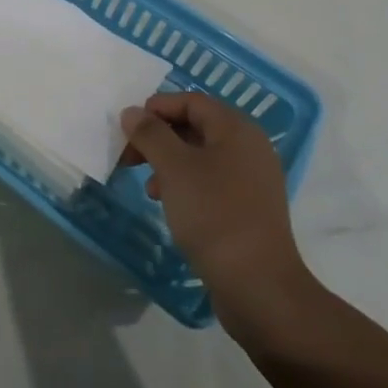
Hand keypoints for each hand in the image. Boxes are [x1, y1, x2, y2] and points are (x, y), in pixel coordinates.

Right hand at [119, 92, 311, 324]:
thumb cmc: (214, 215)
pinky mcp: (249, 208)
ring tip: (148, 187)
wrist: (258, 286)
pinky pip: (211, 181)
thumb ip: (150, 134)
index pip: (191, 101)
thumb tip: (132, 112)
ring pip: (200, 156)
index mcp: (237, 129)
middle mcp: (249, 147)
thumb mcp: (174, 168)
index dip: (156, 108)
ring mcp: (252, 179)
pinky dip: (185, 184)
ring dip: (168, 163)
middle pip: (195, 126)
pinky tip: (169, 204)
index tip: (128, 129)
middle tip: (130, 157)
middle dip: (159, 138)